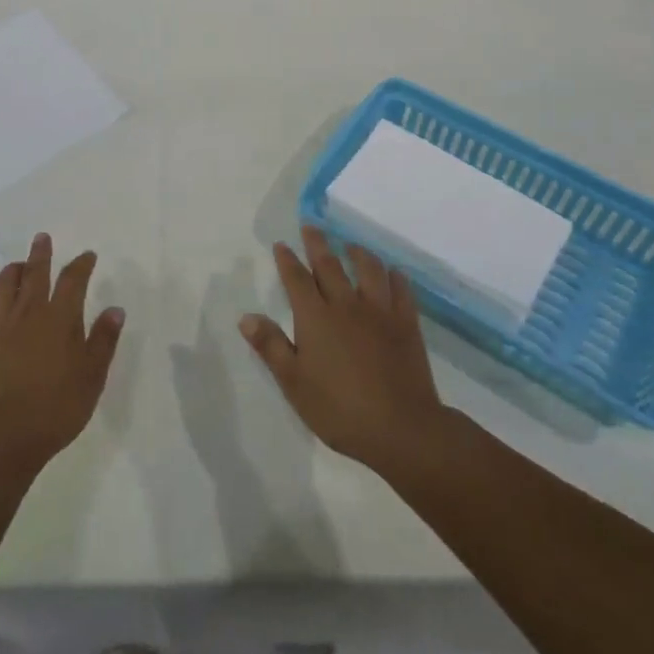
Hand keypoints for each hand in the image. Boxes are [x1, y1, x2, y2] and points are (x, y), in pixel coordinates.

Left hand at [0, 232, 123, 471]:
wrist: (4, 436)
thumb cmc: (57, 407)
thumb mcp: (92, 376)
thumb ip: (103, 340)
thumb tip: (115, 308)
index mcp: (60, 319)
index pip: (73, 281)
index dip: (81, 265)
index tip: (87, 255)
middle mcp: (28, 314)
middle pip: (35, 275)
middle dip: (40, 255)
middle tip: (42, 238)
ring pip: (3, 289)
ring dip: (10, 272)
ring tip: (16, 265)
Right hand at [240, 226, 446, 474]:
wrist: (401, 428)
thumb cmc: (339, 409)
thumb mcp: (294, 383)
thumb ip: (271, 346)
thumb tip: (246, 316)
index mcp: (315, 317)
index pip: (297, 278)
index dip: (287, 260)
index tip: (281, 244)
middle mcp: (346, 304)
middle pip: (330, 264)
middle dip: (317, 243)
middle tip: (311, 226)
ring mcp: (380, 311)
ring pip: (368, 269)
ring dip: (358, 252)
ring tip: (351, 245)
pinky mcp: (406, 323)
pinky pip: (401, 290)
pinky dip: (394, 276)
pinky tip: (393, 273)